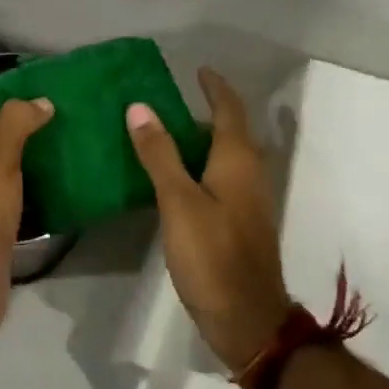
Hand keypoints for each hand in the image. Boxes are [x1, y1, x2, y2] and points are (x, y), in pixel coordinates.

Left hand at [0, 90, 53, 343]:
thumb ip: (18, 122)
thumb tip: (41, 101)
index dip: (8, 97)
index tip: (47, 94)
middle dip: (19, 125)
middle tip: (62, 116)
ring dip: (24, 153)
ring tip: (64, 140)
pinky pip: (0, 187)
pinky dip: (22, 180)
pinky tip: (54, 175)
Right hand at [126, 68, 291, 373]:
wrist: (246, 318)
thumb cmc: (211, 255)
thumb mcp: (178, 201)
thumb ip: (159, 154)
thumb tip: (140, 107)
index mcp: (237, 161)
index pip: (229, 110)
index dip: (215, 88)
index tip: (198, 70)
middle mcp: (248, 174)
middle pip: (231, 132)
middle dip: (207, 111)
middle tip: (169, 101)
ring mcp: (247, 201)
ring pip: (226, 157)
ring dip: (202, 140)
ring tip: (165, 133)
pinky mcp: (239, 224)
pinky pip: (221, 179)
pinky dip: (200, 167)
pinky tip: (174, 178)